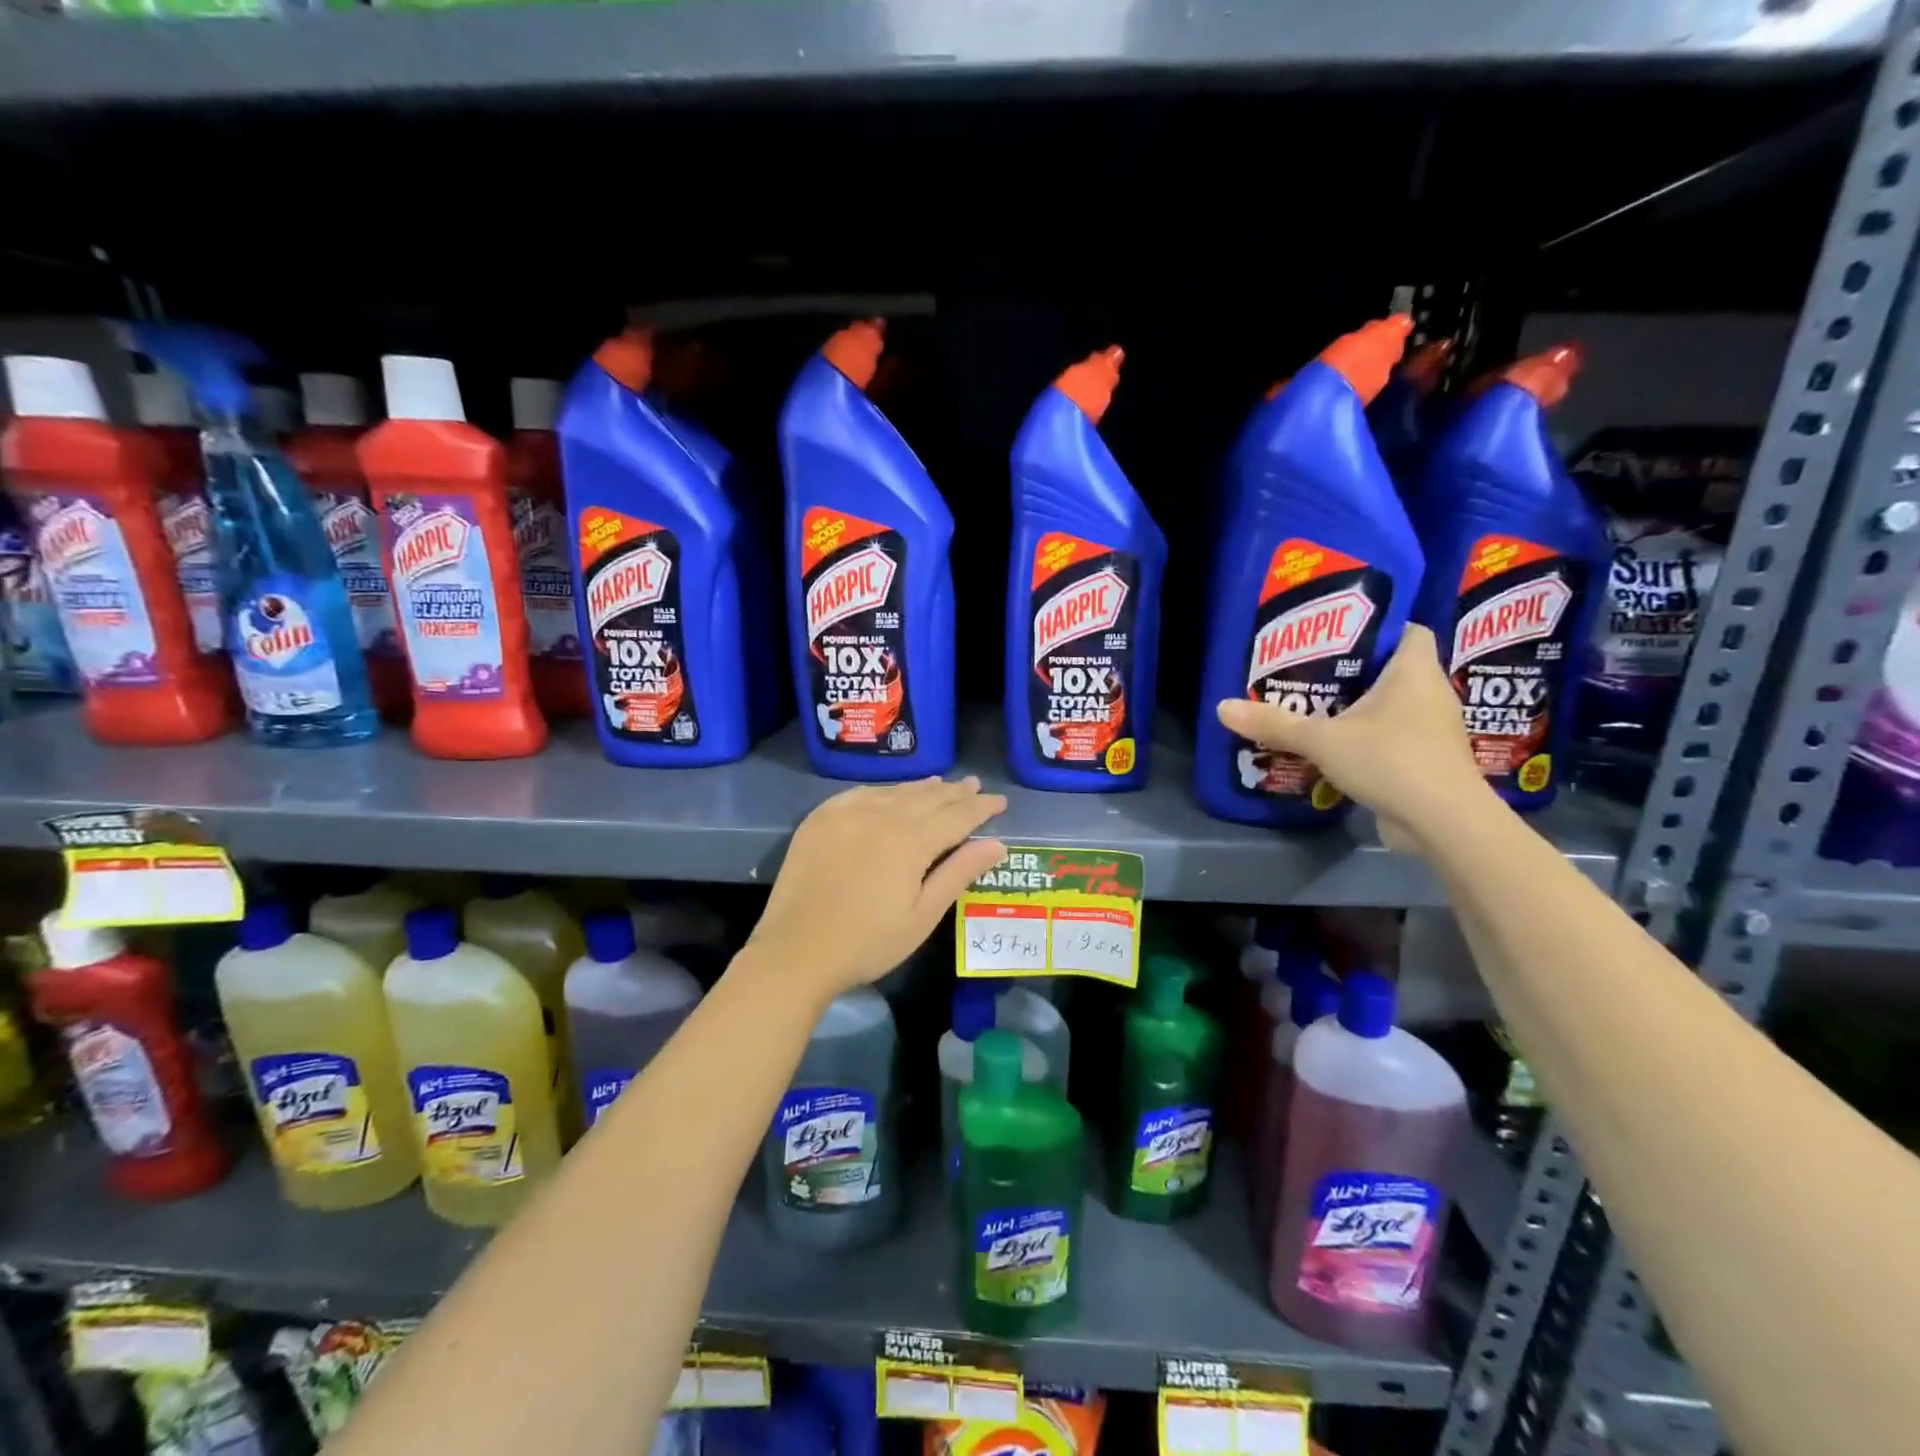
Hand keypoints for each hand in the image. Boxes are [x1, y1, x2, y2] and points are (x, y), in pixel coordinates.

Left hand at [750, 776, 1008, 997]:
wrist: (796, 951)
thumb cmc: (867, 942)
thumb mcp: (922, 915)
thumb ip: (958, 873)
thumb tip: (996, 844)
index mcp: (911, 840)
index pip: (956, 815)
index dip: (981, 807)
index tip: (1000, 801)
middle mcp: (881, 815)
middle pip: (927, 797)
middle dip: (955, 792)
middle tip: (975, 785)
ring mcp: (847, 812)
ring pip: (895, 791)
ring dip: (922, 788)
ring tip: (942, 784)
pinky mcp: (821, 818)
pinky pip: (862, 793)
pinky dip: (884, 791)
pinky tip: (891, 793)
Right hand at [1215, 624, 1490, 851]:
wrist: (1445, 824)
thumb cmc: (1392, 761)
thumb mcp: (1322, 740)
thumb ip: (1275, 723)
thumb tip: (1222, 707)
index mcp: (1415, 671)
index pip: (1407, 629)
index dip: (1377, 627)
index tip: (1337, 634)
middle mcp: (1431, 693)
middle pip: (1394, 668)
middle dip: (1356, 670)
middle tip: (1311, 671)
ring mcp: (1433, 730)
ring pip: (1394, 705)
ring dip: (1361, 707)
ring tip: (1317, 707)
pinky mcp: (1429, 761)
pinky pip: (1395, 736)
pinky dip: (1369, 737)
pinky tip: (1338, 745)